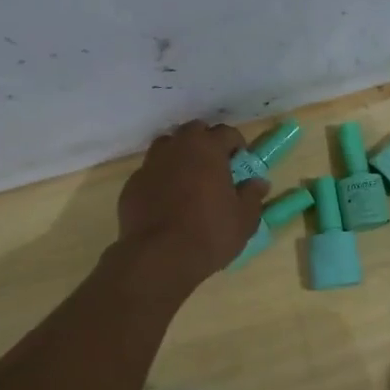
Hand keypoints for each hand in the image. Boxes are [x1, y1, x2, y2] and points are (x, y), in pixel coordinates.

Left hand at [116, 121, 268, 287]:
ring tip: (189, 180)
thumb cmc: (209, 233)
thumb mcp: (244, 219)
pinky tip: (166, 201)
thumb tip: (258, 183)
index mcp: (207, 149)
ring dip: (180, 156)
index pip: (227, 132)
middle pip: (193, 132)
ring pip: (167, 147)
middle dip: (206, 143)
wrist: (158, 257)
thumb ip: (252, 196)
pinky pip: (150, 173)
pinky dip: (160, 179)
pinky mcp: (132, 185)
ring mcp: (150, 164)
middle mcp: (177, 148)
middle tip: (214, 166)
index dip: (237, 145)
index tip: (240, 161)